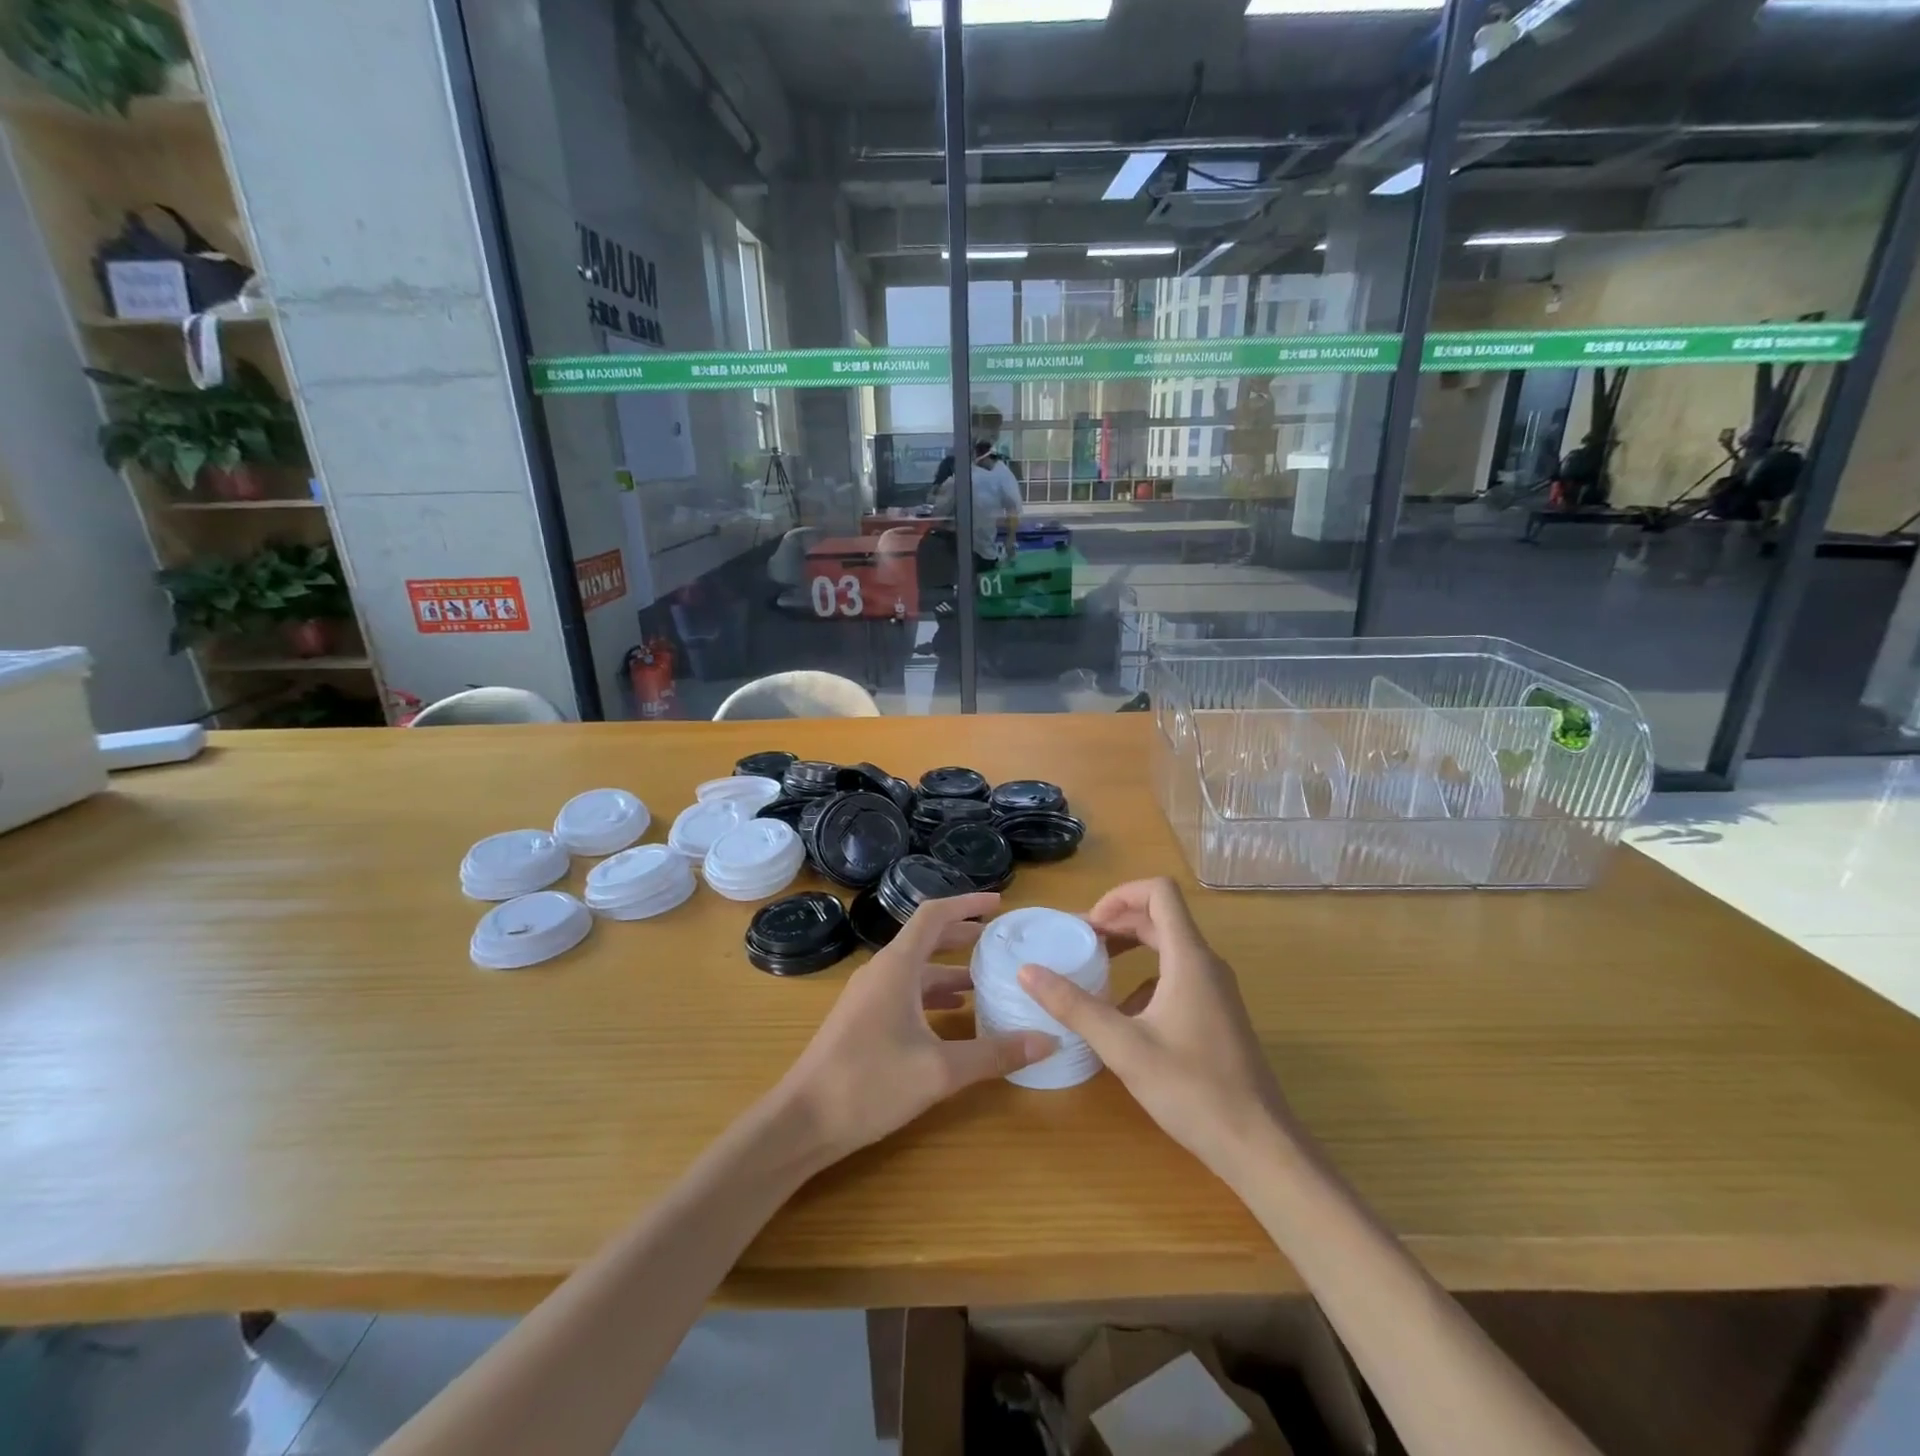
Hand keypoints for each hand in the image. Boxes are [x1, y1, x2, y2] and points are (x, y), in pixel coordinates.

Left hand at [775, 892, 1054, 1167]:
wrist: (802, 1121)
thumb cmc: (869, 1083)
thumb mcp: (939, 1070)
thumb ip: (994, 1054)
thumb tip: (1048, 1039)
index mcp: (897, 966)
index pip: (934, 915)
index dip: (967, 904)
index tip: (1000, 904)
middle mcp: (881, 971)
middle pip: (926, 939)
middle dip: (963, 936)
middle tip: (1000, 943)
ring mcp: (868, 996)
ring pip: (915, 970)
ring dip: (949, 970)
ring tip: (985, 981)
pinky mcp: (862, 1019)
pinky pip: (904, 992)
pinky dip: (932, 994)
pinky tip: (953, 1017)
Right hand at [1018, 878, 1290, 1183]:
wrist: (1258, 1145)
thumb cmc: (1191, 1089)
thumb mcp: (1122, 1046)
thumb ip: (1073, 1005)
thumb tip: (1027, 970)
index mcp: (1188, 958)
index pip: (1159, 892)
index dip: (1120, 895)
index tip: (1088, 925)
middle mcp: (1206, 964)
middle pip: (1160, 917)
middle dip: (1116, 921)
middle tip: (1078, 943)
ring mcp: (1216, 990)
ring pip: (1168, 948)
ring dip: (1129, 948)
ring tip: (1093, 971)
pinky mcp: (1217, 1015)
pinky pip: (1177, 977)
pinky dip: (1144, 979)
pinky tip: (1122, 1015)